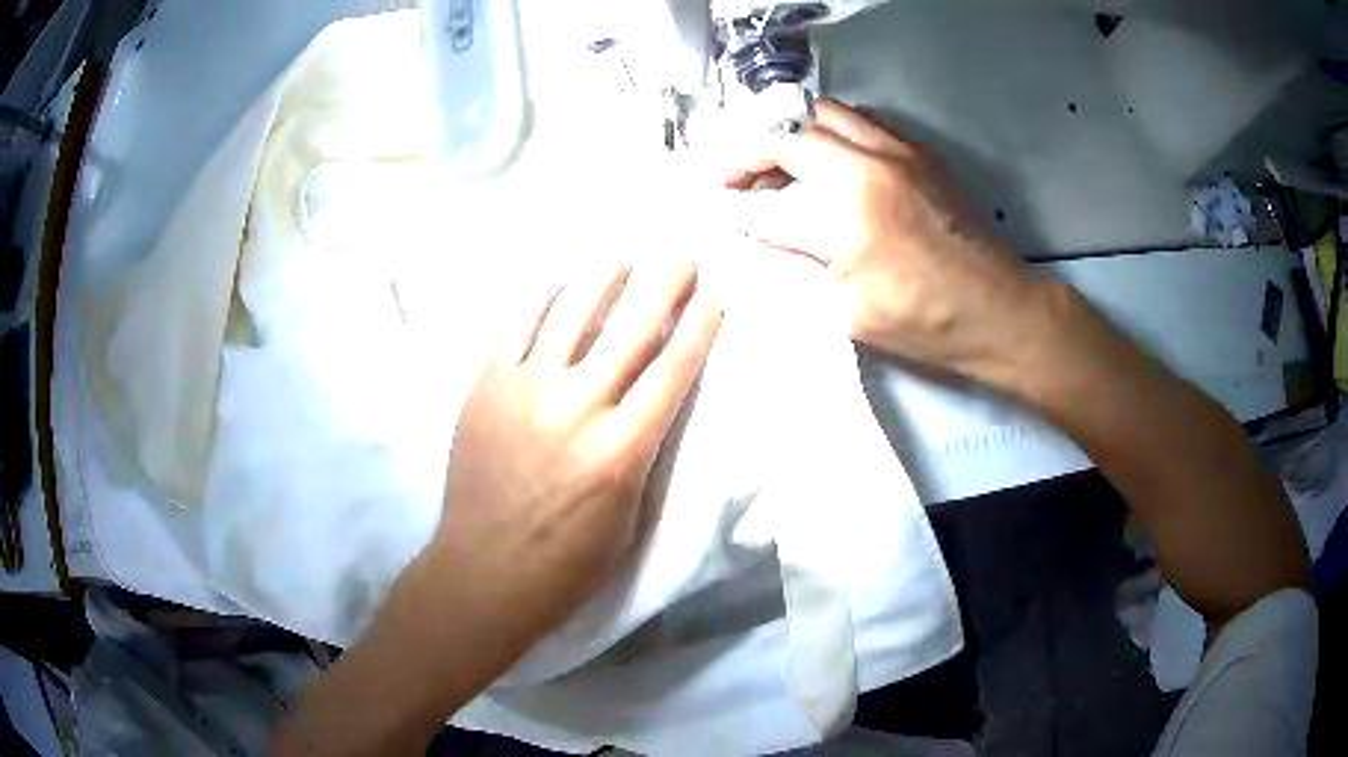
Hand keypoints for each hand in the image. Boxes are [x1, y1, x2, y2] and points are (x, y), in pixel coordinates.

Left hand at [425, 264, 722, 649]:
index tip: (715, 294)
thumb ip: (644, 454)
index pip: (672, 371)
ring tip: (621, 258)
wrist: (484, 573)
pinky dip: (540, 298)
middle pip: (629, 330)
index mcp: (620, 451)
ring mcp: (524, 392)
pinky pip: (515, 327)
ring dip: (602, 279)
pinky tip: (557, 282)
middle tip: (681, 255)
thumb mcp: (630, 520)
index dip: (698, 327)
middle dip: (663, 285)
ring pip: (570, 315)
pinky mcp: (486, 389)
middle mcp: (576, 408)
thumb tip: (652, 400)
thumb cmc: (568, 564)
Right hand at [722, 99, 1040, 376]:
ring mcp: (906, 152)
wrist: (999, 312)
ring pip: (835, 115)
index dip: (740, 182)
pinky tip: (840, 168)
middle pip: (801, 127)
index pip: (778, 174)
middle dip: (765, 151)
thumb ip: (799, 260)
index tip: (720, 194)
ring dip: (803, 136)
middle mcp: (876, 158)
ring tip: (793, 170)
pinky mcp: (926, 158)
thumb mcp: (849, 308)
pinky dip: (841, 135)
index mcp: (854, 196)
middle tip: (751, 183)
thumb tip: (760, 232)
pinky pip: (871, 124)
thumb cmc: (926, 321)